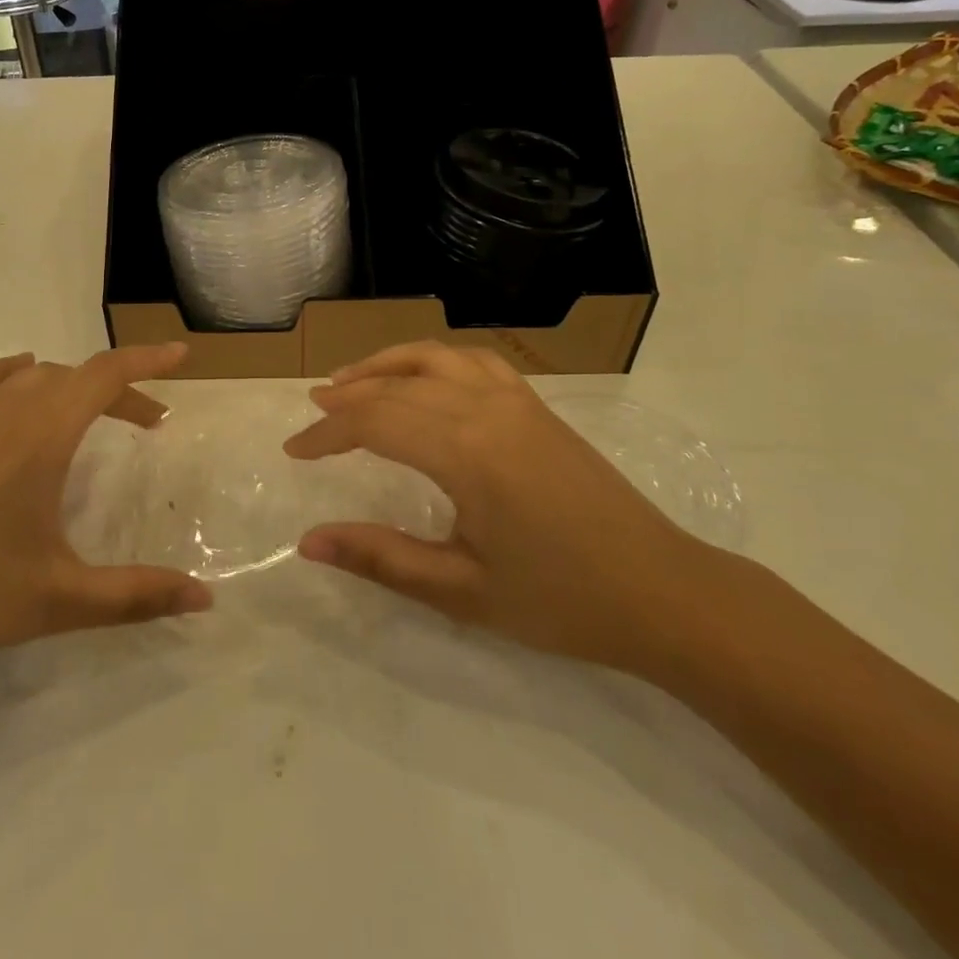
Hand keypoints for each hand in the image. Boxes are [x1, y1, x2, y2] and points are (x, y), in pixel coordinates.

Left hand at [0, 344, 211, 682]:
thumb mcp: (61, 599)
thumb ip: (137, 595)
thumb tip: (204, 598)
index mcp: (41, 434)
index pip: (106, 375)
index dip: (148, 361)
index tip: (181, 356)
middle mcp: (5, 409)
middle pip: (75, 377)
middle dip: (119, 391)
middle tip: (148, 423)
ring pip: (31, 377)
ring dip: (71, 387)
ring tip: (90, 416)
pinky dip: (13, 375)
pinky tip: (16, 391)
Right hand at [285, 342, 708, 672]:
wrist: (663, 593)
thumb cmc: (561, 600)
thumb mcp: (462, 591)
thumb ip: (381, 558)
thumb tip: (308, 543)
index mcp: (465, 452)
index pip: (374, 422)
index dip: (327, 434)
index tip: (295, 451)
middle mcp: (486, 409)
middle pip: (396, 386)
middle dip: (347, 398)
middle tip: (312, 415)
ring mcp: (516, 401)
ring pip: (434, 358)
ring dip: (385, 365)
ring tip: (352, 381)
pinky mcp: (537, 406)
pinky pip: (475, 361)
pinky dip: (435, 359)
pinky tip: (424, 377)